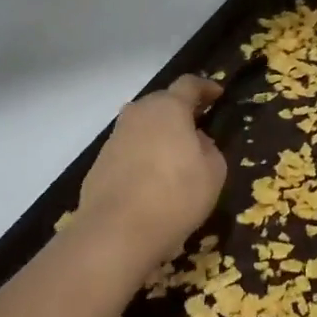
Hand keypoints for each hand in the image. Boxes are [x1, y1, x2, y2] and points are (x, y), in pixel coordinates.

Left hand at [74, 76, 227, 269]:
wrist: (117, 232)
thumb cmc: (176, 195)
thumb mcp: (213, 172)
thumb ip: (209, 148)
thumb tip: (196, 141)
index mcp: (168, 108)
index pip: (189, 85)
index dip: (205, 88)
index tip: (217, 95)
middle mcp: (137, 114)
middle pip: (161, 104)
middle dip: (179, 112)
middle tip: (197, 128)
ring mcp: (114, 138)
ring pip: (142, 127)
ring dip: (159, 136)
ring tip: (174, 158)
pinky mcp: (99, 164)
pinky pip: (129, 151)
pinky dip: (142, 158)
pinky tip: (152, 181)